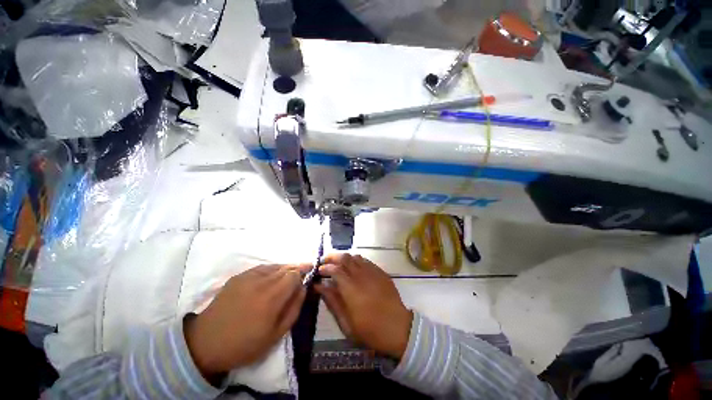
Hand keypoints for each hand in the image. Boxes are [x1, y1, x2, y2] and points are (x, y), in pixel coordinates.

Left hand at [184, 264, 309, 379]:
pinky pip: (261, 268)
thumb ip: (294, 308)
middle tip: (302, 273)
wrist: (206, 343)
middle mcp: (261, 282)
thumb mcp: (276, 335)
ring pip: (275, 266)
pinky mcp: (238, 277)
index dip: (304, 273)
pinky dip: (271, 270)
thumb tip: (303, 287)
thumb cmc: (244, 344)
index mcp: (272, 298)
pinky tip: (271, 277)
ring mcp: (248, 277)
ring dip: (284, 269)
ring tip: (288, 276)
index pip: (295, 274)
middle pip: (286, 267)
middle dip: (296, 269)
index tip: (309, 275)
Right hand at [316, 254, 411, 359]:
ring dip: (345, 258)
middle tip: (325, 262)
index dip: (325, 267)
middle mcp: (361, 275)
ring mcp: (372, 271)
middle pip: (345, 257)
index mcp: (351, 288)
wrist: (398, 328)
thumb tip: (320, 286)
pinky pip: (366, 261)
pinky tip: (354, 268)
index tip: (318, 271)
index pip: (334, 269)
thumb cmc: (370, 330)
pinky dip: (356, 261)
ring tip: (338, 265)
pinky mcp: (381, 272)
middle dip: (332, 257)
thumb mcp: (346, 323)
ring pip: (355, 256)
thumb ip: (332, 301)